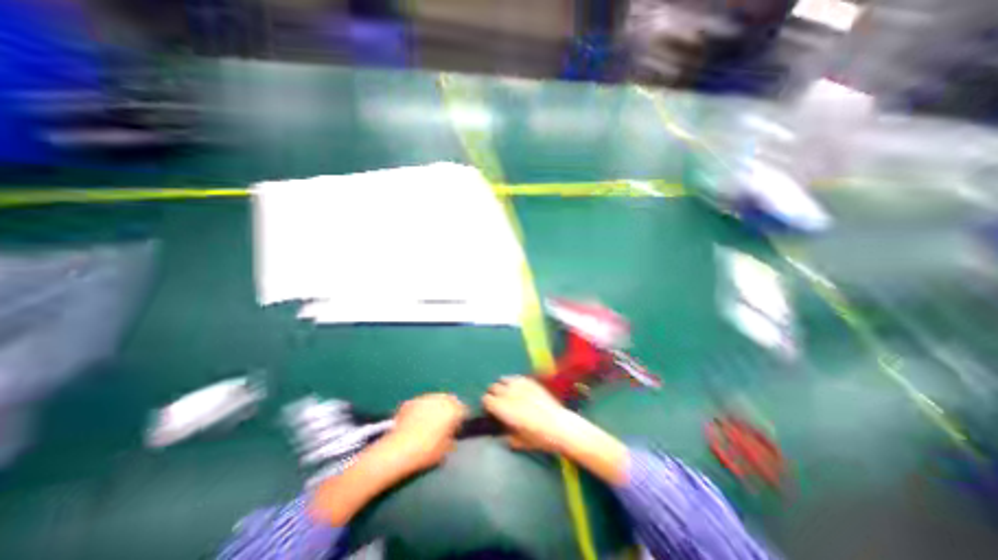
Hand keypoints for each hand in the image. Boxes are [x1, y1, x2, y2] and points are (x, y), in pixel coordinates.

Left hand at [388, 395, 470, 471]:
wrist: (399, 450)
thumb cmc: (427, 451)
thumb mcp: (445, 449)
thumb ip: (451, 438)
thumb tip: (450, 436)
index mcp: (453, 410)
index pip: (463, 409)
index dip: (460, 418)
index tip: (456, 428)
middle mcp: (441, 399)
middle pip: (449, 400)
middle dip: (448, 409)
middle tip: (443, 423)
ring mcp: (425, 398)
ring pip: (434, 399)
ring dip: (434, 407)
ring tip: (428, 421)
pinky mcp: (411, 401)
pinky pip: (420, 403)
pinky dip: (421, 410)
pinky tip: (415, 421)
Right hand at [484, 376, 576, 454]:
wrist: (560, 426)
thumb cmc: (539, 438)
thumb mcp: (519, 442)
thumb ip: (506, 435)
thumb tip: (501, 431)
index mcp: (504, 409)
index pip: (486, 399)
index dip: (486, 405)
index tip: (490, 411)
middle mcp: (510, 394)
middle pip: (493, 388)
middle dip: (493, 395)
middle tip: (498, 403)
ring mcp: (521, 386)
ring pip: (503, 379)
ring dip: (502, 386)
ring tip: (507, 393)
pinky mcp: (530, 381)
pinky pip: (515, 377)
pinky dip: (512, 381)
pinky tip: (517, 388)